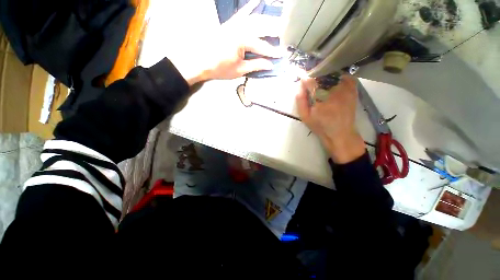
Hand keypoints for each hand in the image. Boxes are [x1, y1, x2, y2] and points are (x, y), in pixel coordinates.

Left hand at [175, 0, 283, 84]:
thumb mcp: (239, 70)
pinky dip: (250, 8)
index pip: (261, 46)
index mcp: (242, 40)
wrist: (200, 62)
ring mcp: (233, 24)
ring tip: (276, 24)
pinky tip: (256, 2)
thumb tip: (269, 65)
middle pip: (261, 27)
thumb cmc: (220, 68)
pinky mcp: (229, 24)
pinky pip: (241, 13)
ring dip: (266, 20)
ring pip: (254, 18)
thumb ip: (256, 65)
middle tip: (284, 36)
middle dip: (274, 32)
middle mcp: (239, 28)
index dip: (271, 52)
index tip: (280, 56)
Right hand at [296, 75, 365, 163]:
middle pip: (323, 74)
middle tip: (311, 79)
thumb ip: (300, 100)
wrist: (341, 133)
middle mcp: (335, 91)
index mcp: (321, 100)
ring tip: (321, 81)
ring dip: (326, 75)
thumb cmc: (320, 126)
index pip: (311, 81)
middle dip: (315, 75)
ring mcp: (346, 89)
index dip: (305, 77)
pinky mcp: (353, 89)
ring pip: (334, 73)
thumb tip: (299, 85)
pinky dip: (337, 76)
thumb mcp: (305, 117)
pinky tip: (332, 83)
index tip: (301, 75)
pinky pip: (345, 76)